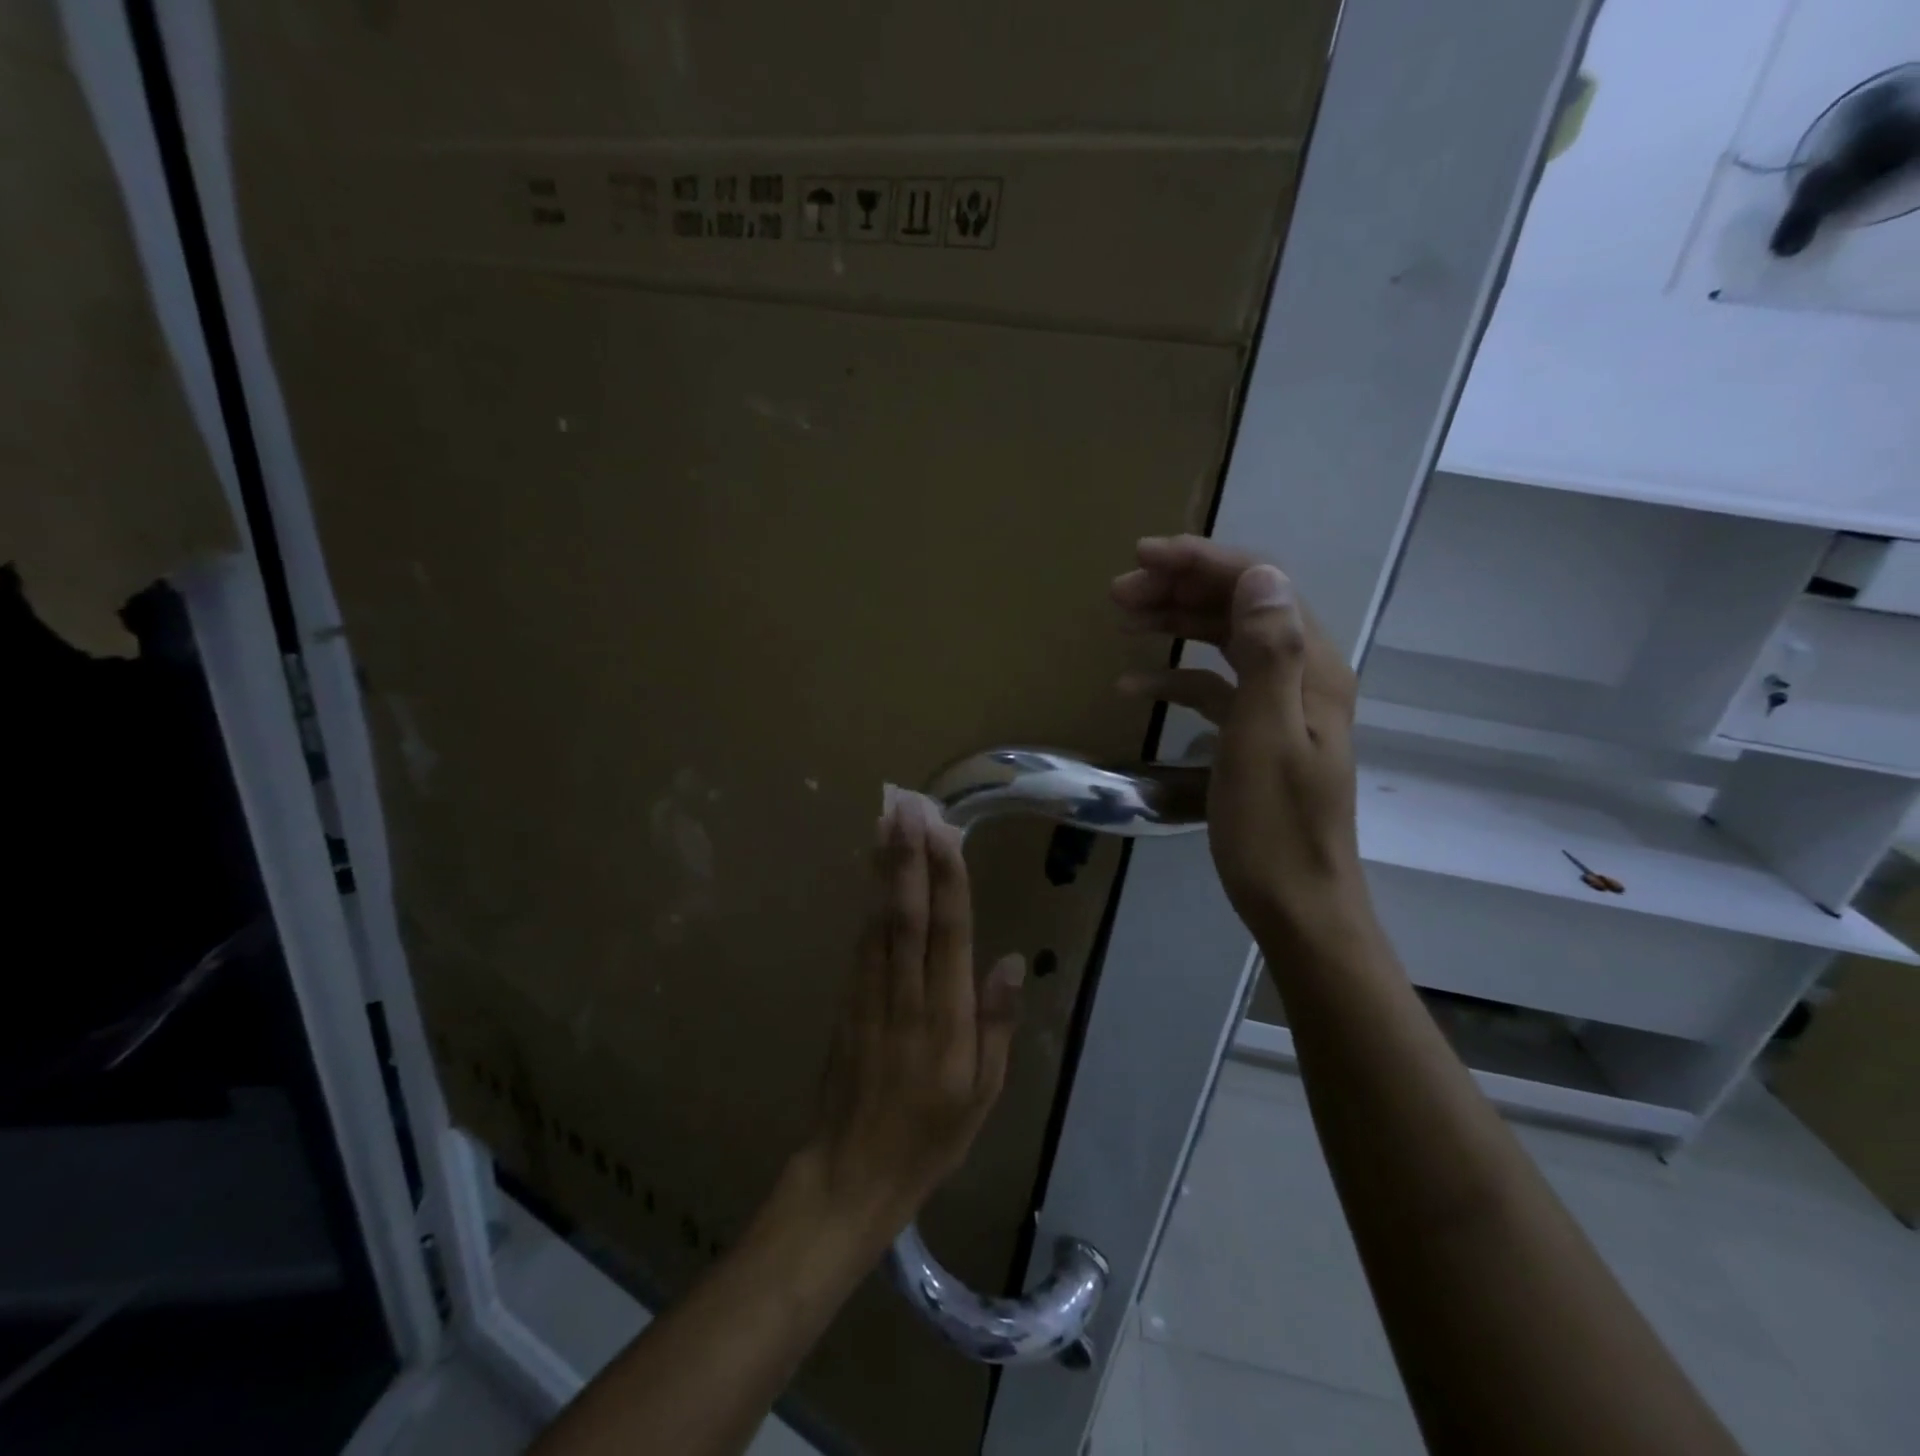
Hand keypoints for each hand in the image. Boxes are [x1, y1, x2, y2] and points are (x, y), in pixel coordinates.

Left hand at [796, 794, 1025, 1238]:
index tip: (944, 833)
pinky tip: (872, 876)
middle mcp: (906, 998)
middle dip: (908, 858)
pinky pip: (860, 944)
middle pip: (907, 916)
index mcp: (946, 1021)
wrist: (849, 1175)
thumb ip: (996, 1023)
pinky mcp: (845, 1004)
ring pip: (878, 922)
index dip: (947, 880)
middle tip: (906, 807)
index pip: (948, 935)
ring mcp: (868, 999)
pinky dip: (867, 903)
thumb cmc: (930, 1138)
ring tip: (887, 823)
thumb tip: (1011, 960)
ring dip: (884, 870)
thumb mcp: (984, 1095)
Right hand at [1112, 535, 1366, 944]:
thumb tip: (1259, 574)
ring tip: (1121, 617)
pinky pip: (1215, 687)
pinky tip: (1134, 684)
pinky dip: (1177, 677)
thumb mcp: (1265, 737)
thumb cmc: (1274, 827)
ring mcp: (1280, 705)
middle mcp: (1302, 675)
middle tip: (1117, 592)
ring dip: (1175, 623)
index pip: (1260, 585)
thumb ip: (1269, 653)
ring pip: (1225, 642)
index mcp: (1311, 669)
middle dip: (1179, 588)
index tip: (1143, 556)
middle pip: (1240, 607)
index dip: (1203, 561)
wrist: (1296, 904)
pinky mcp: (1257, 734)